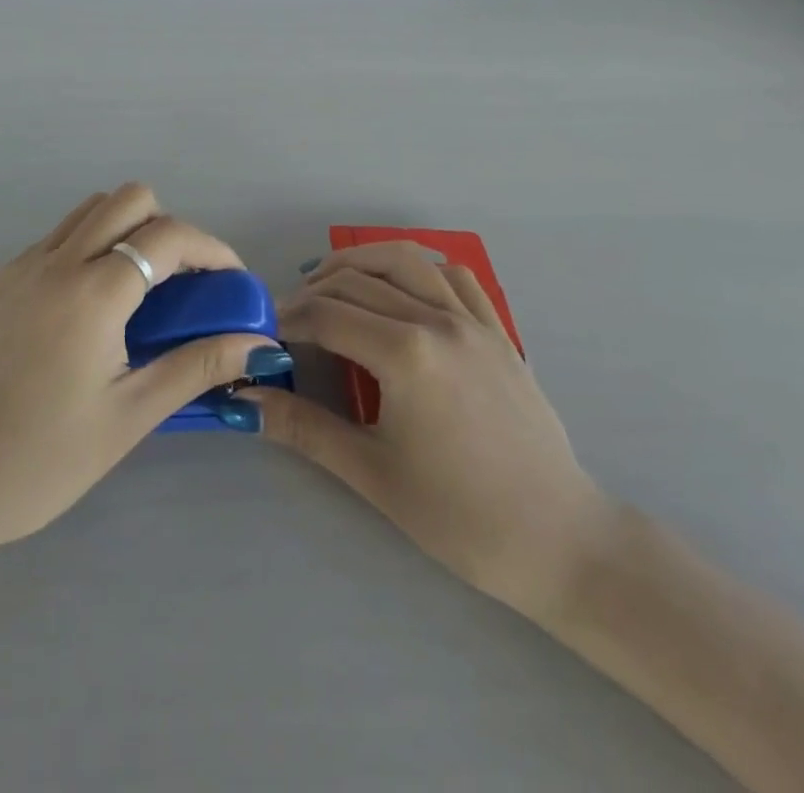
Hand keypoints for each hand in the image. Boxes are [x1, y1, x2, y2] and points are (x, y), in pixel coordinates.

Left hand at [0, 184, 287, 554]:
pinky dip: (86, 250)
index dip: (212, 249)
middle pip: (128, 199)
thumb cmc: (45, 459)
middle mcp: (55, 262)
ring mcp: (20, 267)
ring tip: (137, 290)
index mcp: (92, 293)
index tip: (230, 281)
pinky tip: (87, 309)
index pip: (168, 236)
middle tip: (180, 281)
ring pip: (88, 211)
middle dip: (167, 227)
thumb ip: (197, 366)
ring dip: (125, 231)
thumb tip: (260, 346)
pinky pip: (55, 239)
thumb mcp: (130, 415)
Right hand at [243, 243, 610, 620]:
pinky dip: (417, 267)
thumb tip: (243, 403)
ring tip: (331, 283)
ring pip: (405, 260)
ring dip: (360, 262)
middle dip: (312, 292)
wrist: (559, 542)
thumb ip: (304, 428)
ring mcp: (473, 320)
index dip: (287, 321)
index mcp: (405, 354)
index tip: (264, 338)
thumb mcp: (372, 473)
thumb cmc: (460, 516)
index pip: (327, 315)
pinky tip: (399, 288)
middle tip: (288, 320)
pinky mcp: (498, 330)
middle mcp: (437, 320)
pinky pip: (453, 276)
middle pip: (357, 281)